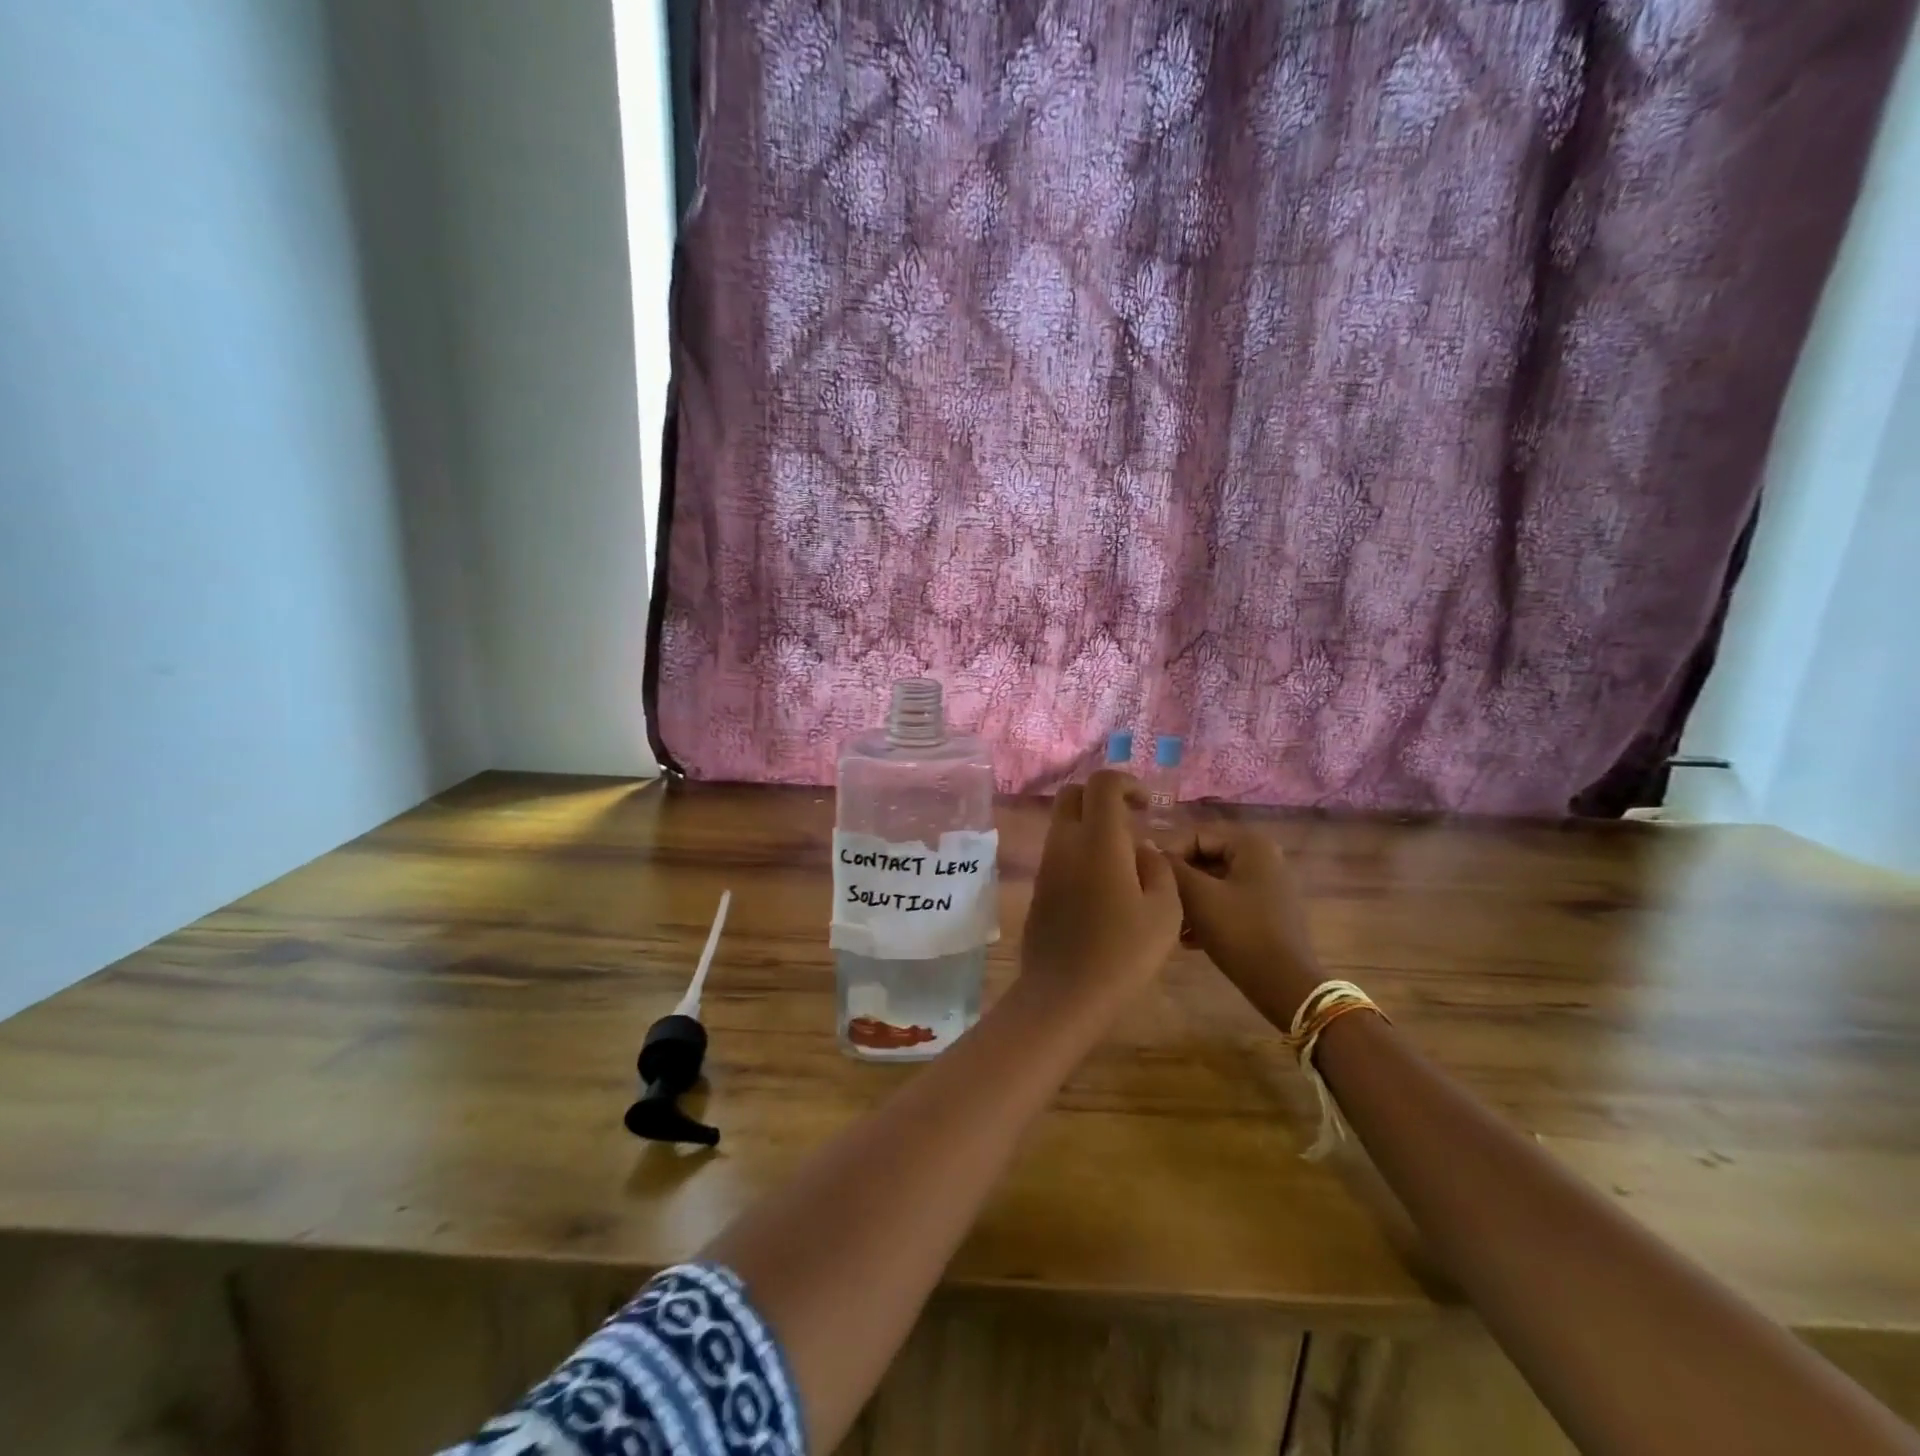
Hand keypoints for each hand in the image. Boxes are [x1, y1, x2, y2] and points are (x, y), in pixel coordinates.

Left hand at [1019, 770, 1182, 1014]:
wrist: (1064, 994)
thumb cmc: (1123, 953)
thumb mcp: (1165, 911)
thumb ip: (1158, 869)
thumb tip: (1143, 851)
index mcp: (1097, 840)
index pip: (1102, 783)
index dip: (1126, 783)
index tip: (1146, 806)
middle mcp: (1065, 843)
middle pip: (1072, 794)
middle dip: (1102, 797)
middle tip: (1130, 823)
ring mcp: (1046, 865)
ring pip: (1063, 824)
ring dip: (1090, 827)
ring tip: (1123, 862)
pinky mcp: (1038, 888)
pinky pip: (1058, 853)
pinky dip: (1079, 852)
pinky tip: (1103, 888)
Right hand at [1167, 826, 1322, 1027]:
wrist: (1284, 985)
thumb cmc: (1240, 932)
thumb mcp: (1198, 896)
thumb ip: (1171, 868)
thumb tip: (1147, 848)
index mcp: (1251, 844)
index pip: (1195, 835)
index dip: (1168, 855)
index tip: (1148, 880)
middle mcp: (1263, 858)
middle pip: (1205, 858)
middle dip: (1179, 881)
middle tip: (1158, 903)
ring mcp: (1268, 886)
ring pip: (1214, 883)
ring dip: (1189, 900)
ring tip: (1171, 924)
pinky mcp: (1267, 912)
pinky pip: (1228, 901)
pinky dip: (1207, 914)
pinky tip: (1188, 939)